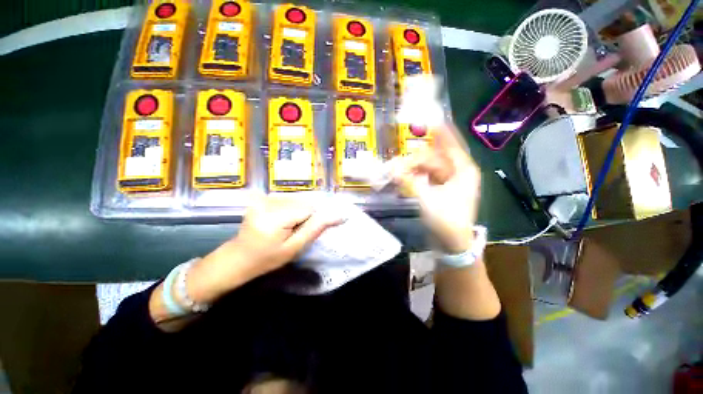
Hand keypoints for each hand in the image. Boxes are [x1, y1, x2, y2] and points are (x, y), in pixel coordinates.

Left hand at [186, 195, 343, 302]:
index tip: (301, 232)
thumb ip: (315, 229)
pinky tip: (280, 220)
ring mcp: (263, 199)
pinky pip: (287, 199)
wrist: (238, 258)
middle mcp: (267, 203)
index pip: (308, 208)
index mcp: (274, 217)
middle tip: (292, 231)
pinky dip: (289, 208)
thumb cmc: (267, 259)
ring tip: (285, 226)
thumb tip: (339, 216)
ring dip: (297, 211)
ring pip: (296, 199)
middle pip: (302, 201)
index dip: (311, 220)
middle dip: (304, 215)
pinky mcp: (261, 198)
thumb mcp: (294, 248)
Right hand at [391, 125, 480, 252]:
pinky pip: (426, 177)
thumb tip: (394, 168)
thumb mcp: (427, 199)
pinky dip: (415, 177)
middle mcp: (457, 173)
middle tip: (396, 166)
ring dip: (412, 170)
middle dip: (414, 161)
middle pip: (433, 158)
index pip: (452, 145)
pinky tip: (404, 178)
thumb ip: (410, 182)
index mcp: (463, 171)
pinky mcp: (440, 189)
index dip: (442, 132)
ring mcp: (449, 181)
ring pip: (428, 168)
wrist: (452, 243)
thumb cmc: (447, 221)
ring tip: (396, 173)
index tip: (432, 119)